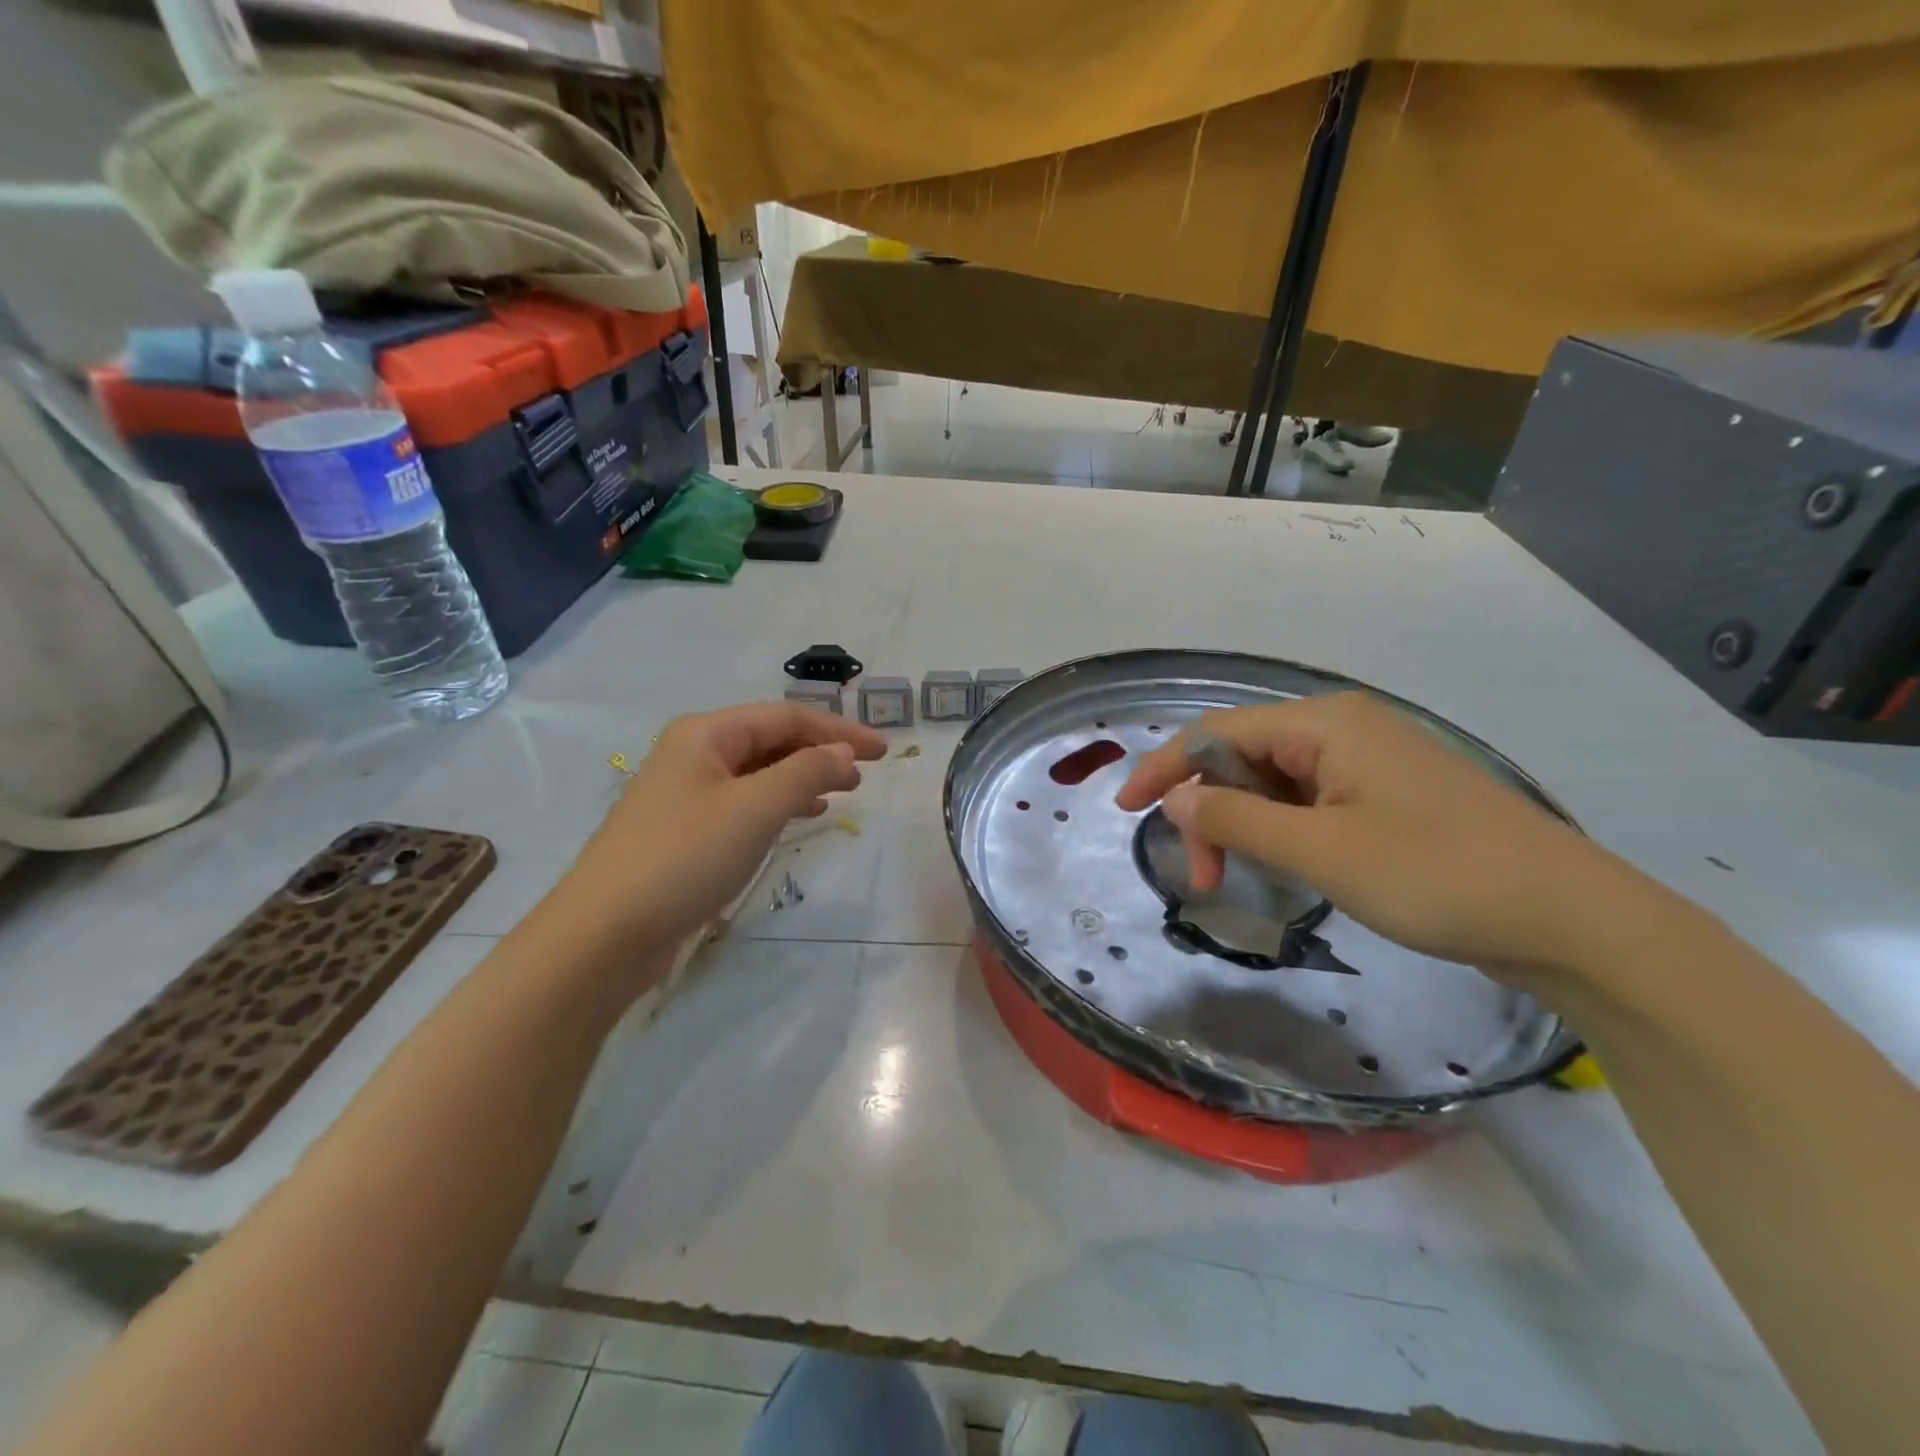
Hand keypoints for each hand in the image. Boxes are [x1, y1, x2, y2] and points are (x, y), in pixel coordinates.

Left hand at [559, 703, 885, 957]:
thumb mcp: (756, 808)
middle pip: (770, 739)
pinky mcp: (684, 831)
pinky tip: (798, 817)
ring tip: (841, 794)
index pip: (787, 717)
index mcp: (706, 733)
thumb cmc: (685, 857)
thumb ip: (806, 772)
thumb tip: (844, 753)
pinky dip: (777, 804)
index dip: (839, 731)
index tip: (882, 752)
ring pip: (758, 772)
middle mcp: (693, 753)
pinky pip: (743, 802)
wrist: (605, 933)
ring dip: (802, 777)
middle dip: (820, 752)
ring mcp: (685, 793)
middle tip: (864, 776)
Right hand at [1115, 692, 1665, 978]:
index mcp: (1325, 724)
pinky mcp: (1387, 797)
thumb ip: (1238, 821)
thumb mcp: (1321, 852)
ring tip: (1236, 879)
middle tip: (1201, 877)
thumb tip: (1176, 800)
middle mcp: (1343, 730)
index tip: (1127, 811)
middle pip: (1244, 756)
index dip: (1166, 769)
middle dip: (1210, 811)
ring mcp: (1369, 763)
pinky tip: (1283, 866)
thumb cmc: (1438, 876)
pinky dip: (1281, 833)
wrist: (1572, 921)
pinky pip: (1310, 803)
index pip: (1218, 732)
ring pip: (1275, 783)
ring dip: (1244, 827)